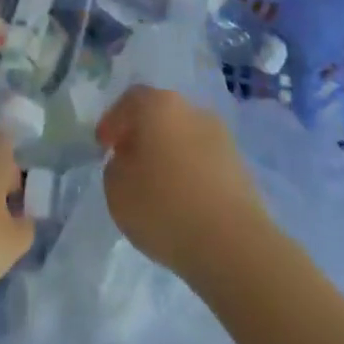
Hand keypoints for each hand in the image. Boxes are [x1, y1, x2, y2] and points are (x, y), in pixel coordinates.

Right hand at [97, 85, 268, 277]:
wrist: (232, 243)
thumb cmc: (164, 207)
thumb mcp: (116, 190)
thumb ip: (115, 167)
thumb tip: (128, 160)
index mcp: (158, 104)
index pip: (129, 100)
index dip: (113, 122)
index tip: (104, 146)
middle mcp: (191, 109)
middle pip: (160, 115)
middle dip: (143, 136)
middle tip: (130, 164)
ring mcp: (220, 135)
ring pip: (184, 137)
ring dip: (169, 155)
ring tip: (158, 188)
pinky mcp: (240, 165)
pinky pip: (204, 161)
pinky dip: (190, 174)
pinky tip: (183, 202)